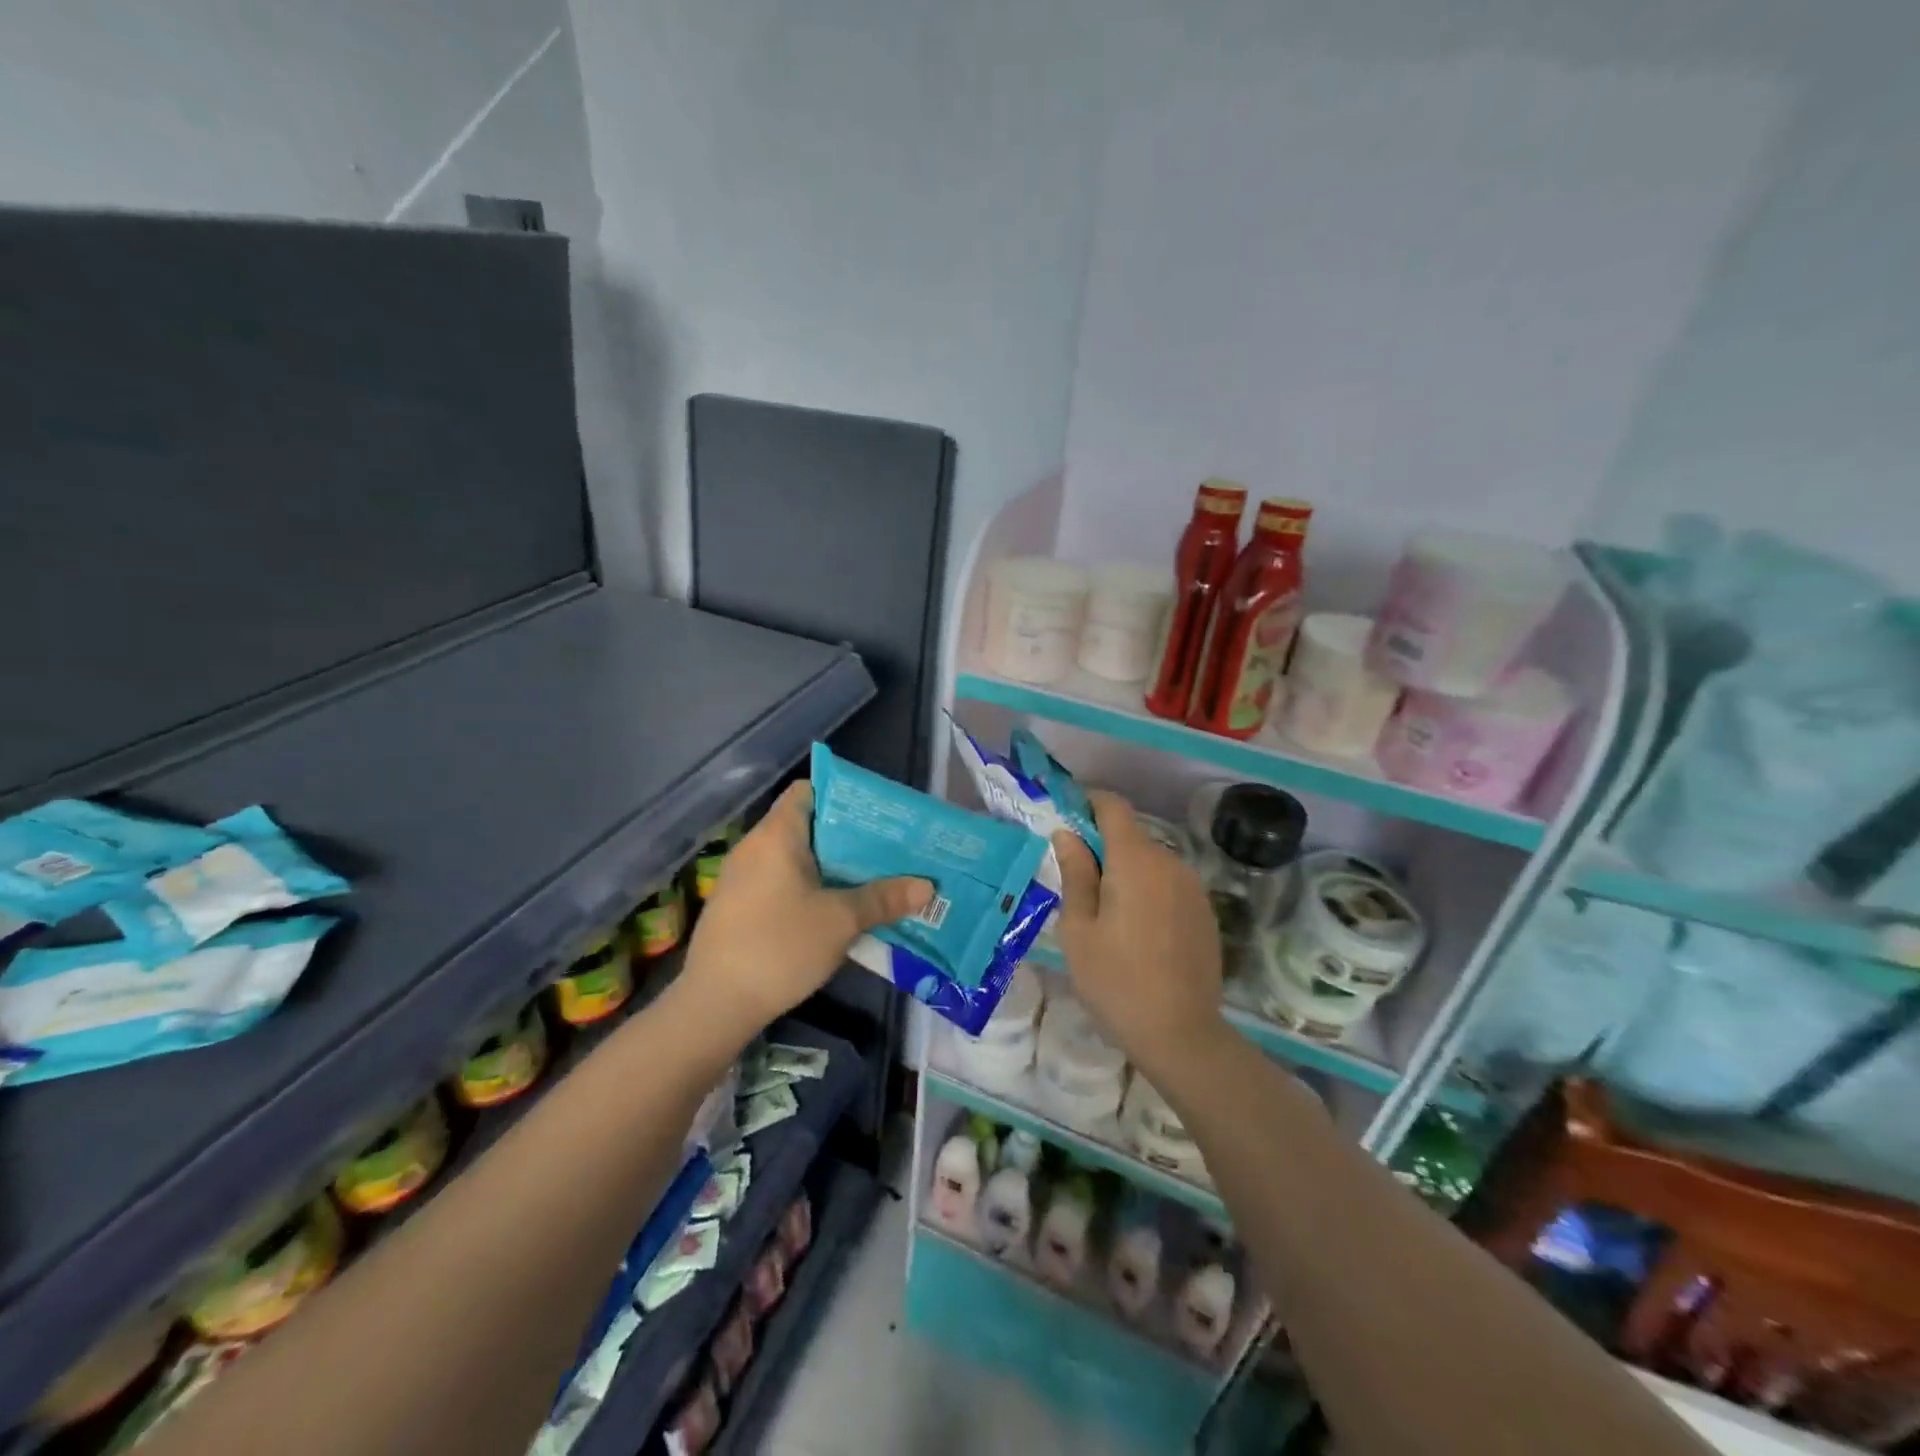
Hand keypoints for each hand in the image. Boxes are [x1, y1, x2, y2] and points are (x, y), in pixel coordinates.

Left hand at [680, 782, 931, 1035]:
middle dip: (848, 837)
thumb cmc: (780, 946)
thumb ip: (884, 899)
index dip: (843, 795)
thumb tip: (928, 886)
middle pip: (807, 825)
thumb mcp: (840, 921)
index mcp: (776, 835)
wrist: (714, 1005)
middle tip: (888, 849)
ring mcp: (741, 878)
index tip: (877, 814)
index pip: (809, 790)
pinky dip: (809, 887)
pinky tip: (835, 910)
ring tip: (871, 878)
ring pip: (795, 858)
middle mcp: (755, 847)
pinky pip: (781, 882)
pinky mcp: (738, 907)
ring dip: (831, 866)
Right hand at [1051, 791, 1225, 1076]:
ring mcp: (1192, 888)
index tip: (1066, 815)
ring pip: (1150, 861)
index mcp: (1135, 861)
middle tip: (1074, 877)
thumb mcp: (1078, 930)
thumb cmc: (1116, 982)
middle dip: (1102, 844)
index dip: (1089, 802)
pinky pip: (1168, 884)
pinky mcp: (1204, 912)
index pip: (1114, 807)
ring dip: (1125, 870)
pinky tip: (1135, 929)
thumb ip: (1075, 874)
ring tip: (1103, 910)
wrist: (1181, 1035)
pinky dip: (1147, 890)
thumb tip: (1067, 834)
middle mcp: (1170, 863)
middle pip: (1131, 835)